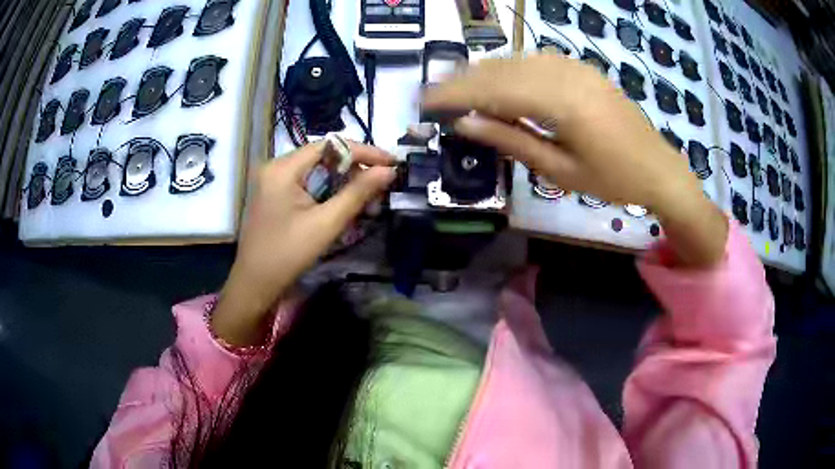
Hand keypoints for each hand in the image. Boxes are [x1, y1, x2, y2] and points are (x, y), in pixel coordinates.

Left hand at [212, 142, 395, 345]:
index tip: (391, 162)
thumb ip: (357, 193)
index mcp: (283, 168)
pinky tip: (345, 200)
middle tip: (382, 181)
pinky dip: (328, 188)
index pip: (329, 145)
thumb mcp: (326, 223)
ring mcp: (273, 181)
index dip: (363, 151)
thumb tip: (388, 170)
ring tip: (369, 192)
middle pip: (323, 155)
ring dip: (343, 178)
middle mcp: (276, 167)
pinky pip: (307, 182)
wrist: (255, 285)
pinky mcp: (275, 195)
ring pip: (316, 169)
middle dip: (355, 166)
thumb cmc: (287, 255)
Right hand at [422, 55, 727, 267]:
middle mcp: (565, 74)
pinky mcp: (582, 68)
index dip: (455, 93)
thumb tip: (465, 124)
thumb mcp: (559, 171)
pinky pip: (536, 60)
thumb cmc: (612, 179)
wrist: (659, 168)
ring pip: (516, 61)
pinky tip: (499, 81)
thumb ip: (511, 140)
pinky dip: (510, 68)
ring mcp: (575, 67)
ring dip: (484, 72)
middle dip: (463, 81)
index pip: (493, 89)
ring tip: (458, 89)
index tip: (425, 101)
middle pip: (501, 69)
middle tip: (434, 95)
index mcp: (560, 102)